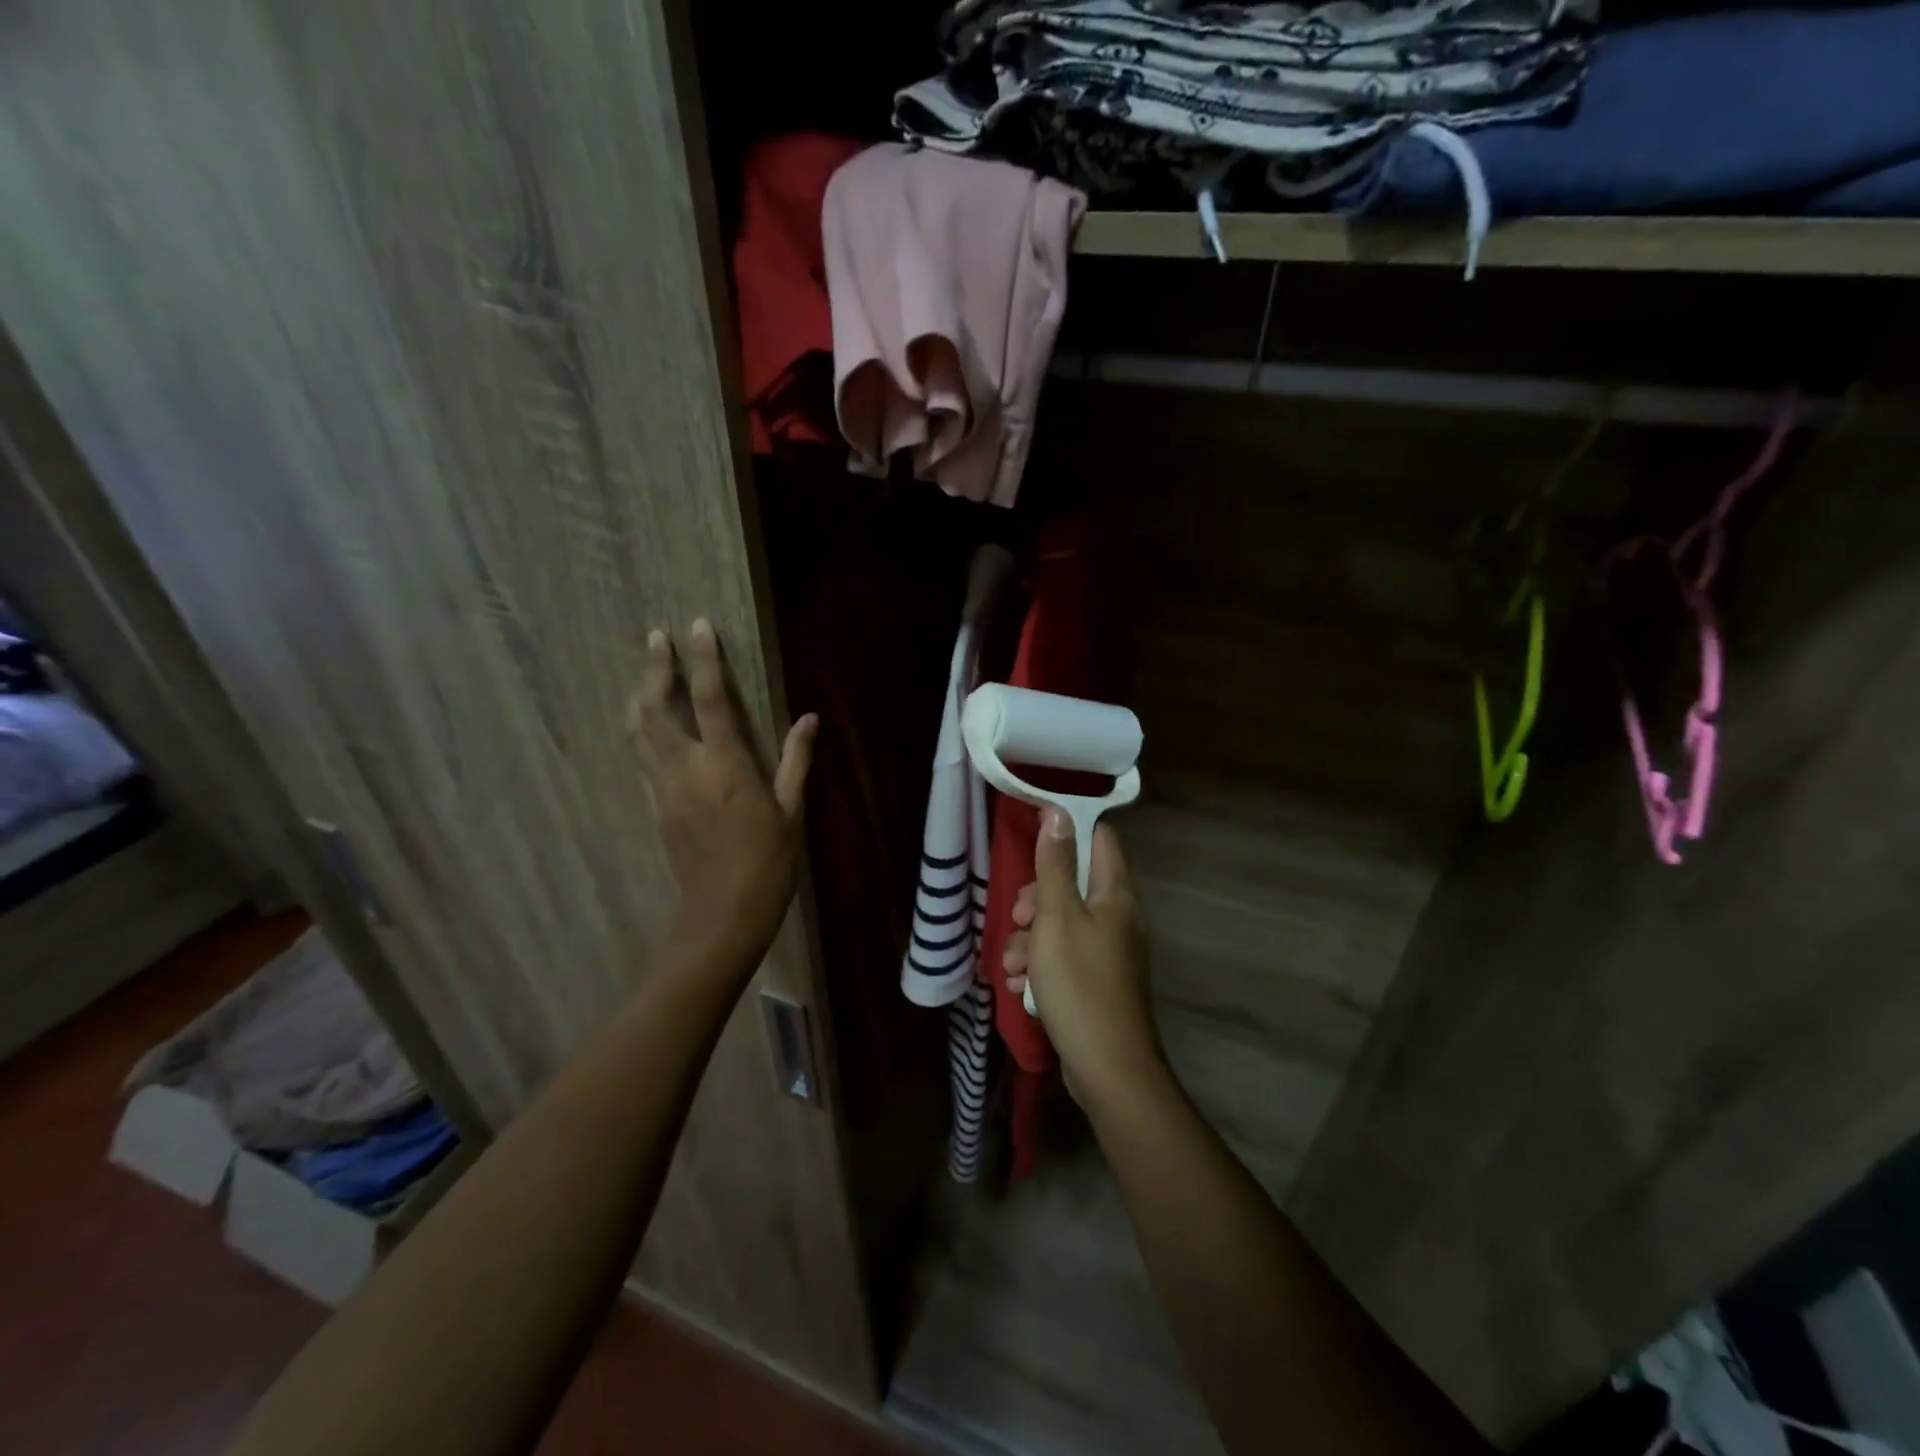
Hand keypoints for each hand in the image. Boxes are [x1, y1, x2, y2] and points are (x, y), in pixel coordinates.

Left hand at [629, 619, 815, 971]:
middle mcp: (687, 769)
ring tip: (647, 671)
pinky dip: (642, 730)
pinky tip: (647, 722)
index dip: (704, 660)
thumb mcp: (792, 811)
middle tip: (657, 637)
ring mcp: (664, 788)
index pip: (710, 700)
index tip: (697, 626)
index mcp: (726, 767)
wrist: (723, 913)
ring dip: (641, 695)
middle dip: (655, 668)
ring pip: (639, 730)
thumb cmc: (769, 862)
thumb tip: (809, 719)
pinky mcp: (655, 806)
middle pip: (657, 708)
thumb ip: (796, 760)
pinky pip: (642, 757)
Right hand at [1003, 808, 1164, 1110]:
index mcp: (1115, 894)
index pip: (1098, 838)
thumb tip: (1058, 811)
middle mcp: (1117, 917)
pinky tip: (1021, 986)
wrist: (1108, 1069)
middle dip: (1036, 899)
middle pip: (1072, 884)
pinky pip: (1063, 957)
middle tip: (1019, 918)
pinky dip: (1040, 966)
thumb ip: (1055, 864)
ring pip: (1061, 924)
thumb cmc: (1080, 984)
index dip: (1066, 831)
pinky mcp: (1096, 981)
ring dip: (1030, 939)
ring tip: (1013, 965)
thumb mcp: (1057, 917)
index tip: (1030, 841)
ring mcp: (1108, 952)